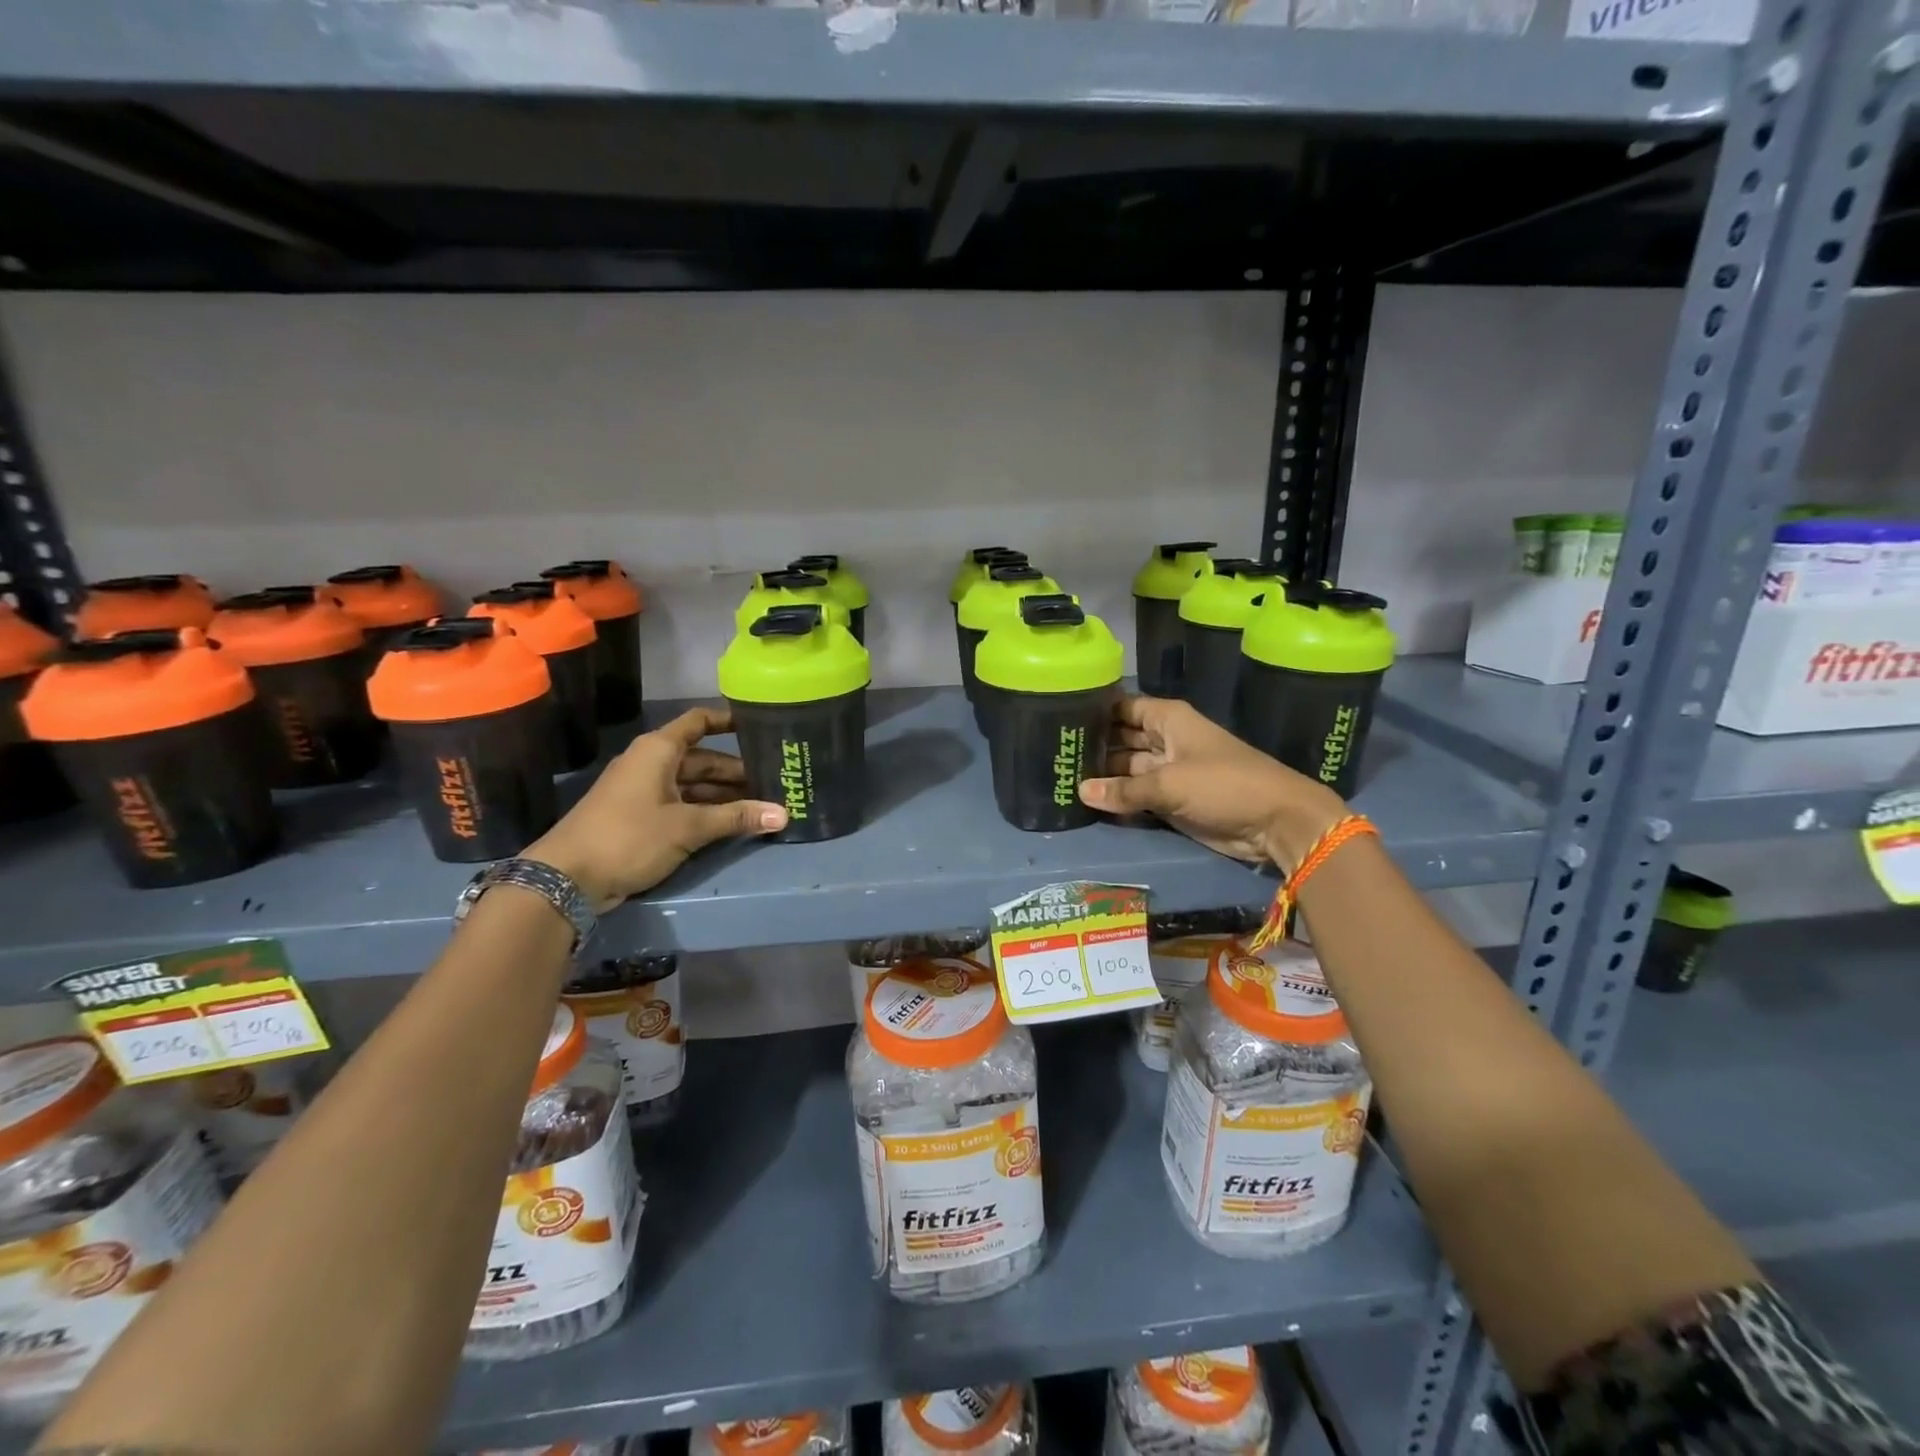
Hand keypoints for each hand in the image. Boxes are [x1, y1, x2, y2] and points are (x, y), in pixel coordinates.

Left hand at [525, 707, 786, 910]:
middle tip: (775, 780)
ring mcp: (645, 792)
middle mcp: (652, 764)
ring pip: (694, 785)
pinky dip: (707, 812)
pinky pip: (683, 806)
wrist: (567, 878)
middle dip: (737, 770)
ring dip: (725, 795)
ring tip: (763, 804)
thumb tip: (784, 814)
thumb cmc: (629, 836)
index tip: (761, 725)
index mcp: (658, 751)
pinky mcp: (641, 819)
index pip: (699, 722)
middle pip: (703, 759)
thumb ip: (736, 818)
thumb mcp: (688, 826)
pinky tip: (734, 823)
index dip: (729, 720)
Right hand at [1079, 695, 1347, 871]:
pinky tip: (1084, 801)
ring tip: (1059, 777)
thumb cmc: (1224, 785)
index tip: (1057, 716)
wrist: (1275, 822)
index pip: (1121, 707)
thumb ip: (1123, 790)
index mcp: (1168, 719)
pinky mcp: (1170, 800)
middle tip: (1051, 753)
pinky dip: (1116, 798)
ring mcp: (1167, 771)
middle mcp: (1164, 740)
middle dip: (1092, 745)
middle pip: (1120, 738)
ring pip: (1125, 768)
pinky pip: (1136, 795)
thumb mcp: (1169, 784)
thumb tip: (1081, 791)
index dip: (1093, 710)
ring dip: (1101, 775)